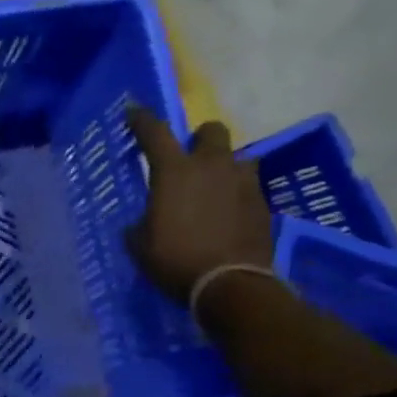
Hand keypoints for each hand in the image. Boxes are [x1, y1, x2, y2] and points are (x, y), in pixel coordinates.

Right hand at [124, 106, 274, 303]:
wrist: (230, 284)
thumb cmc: (174, 260)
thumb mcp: (140, 244)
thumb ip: (141, 223)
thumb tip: (145, 221)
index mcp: (174, 171)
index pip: (155, 132)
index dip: (141, 119)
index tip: (133, 112)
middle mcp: (212, 166)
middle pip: (211, 131)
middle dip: (199, 139)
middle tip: (188, 159)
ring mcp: (243, 182)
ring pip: (237, 157)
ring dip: (224, 166)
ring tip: (213, 189)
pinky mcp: (263, 203)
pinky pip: (247, 186)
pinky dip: (235, 194)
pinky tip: (226, 215)